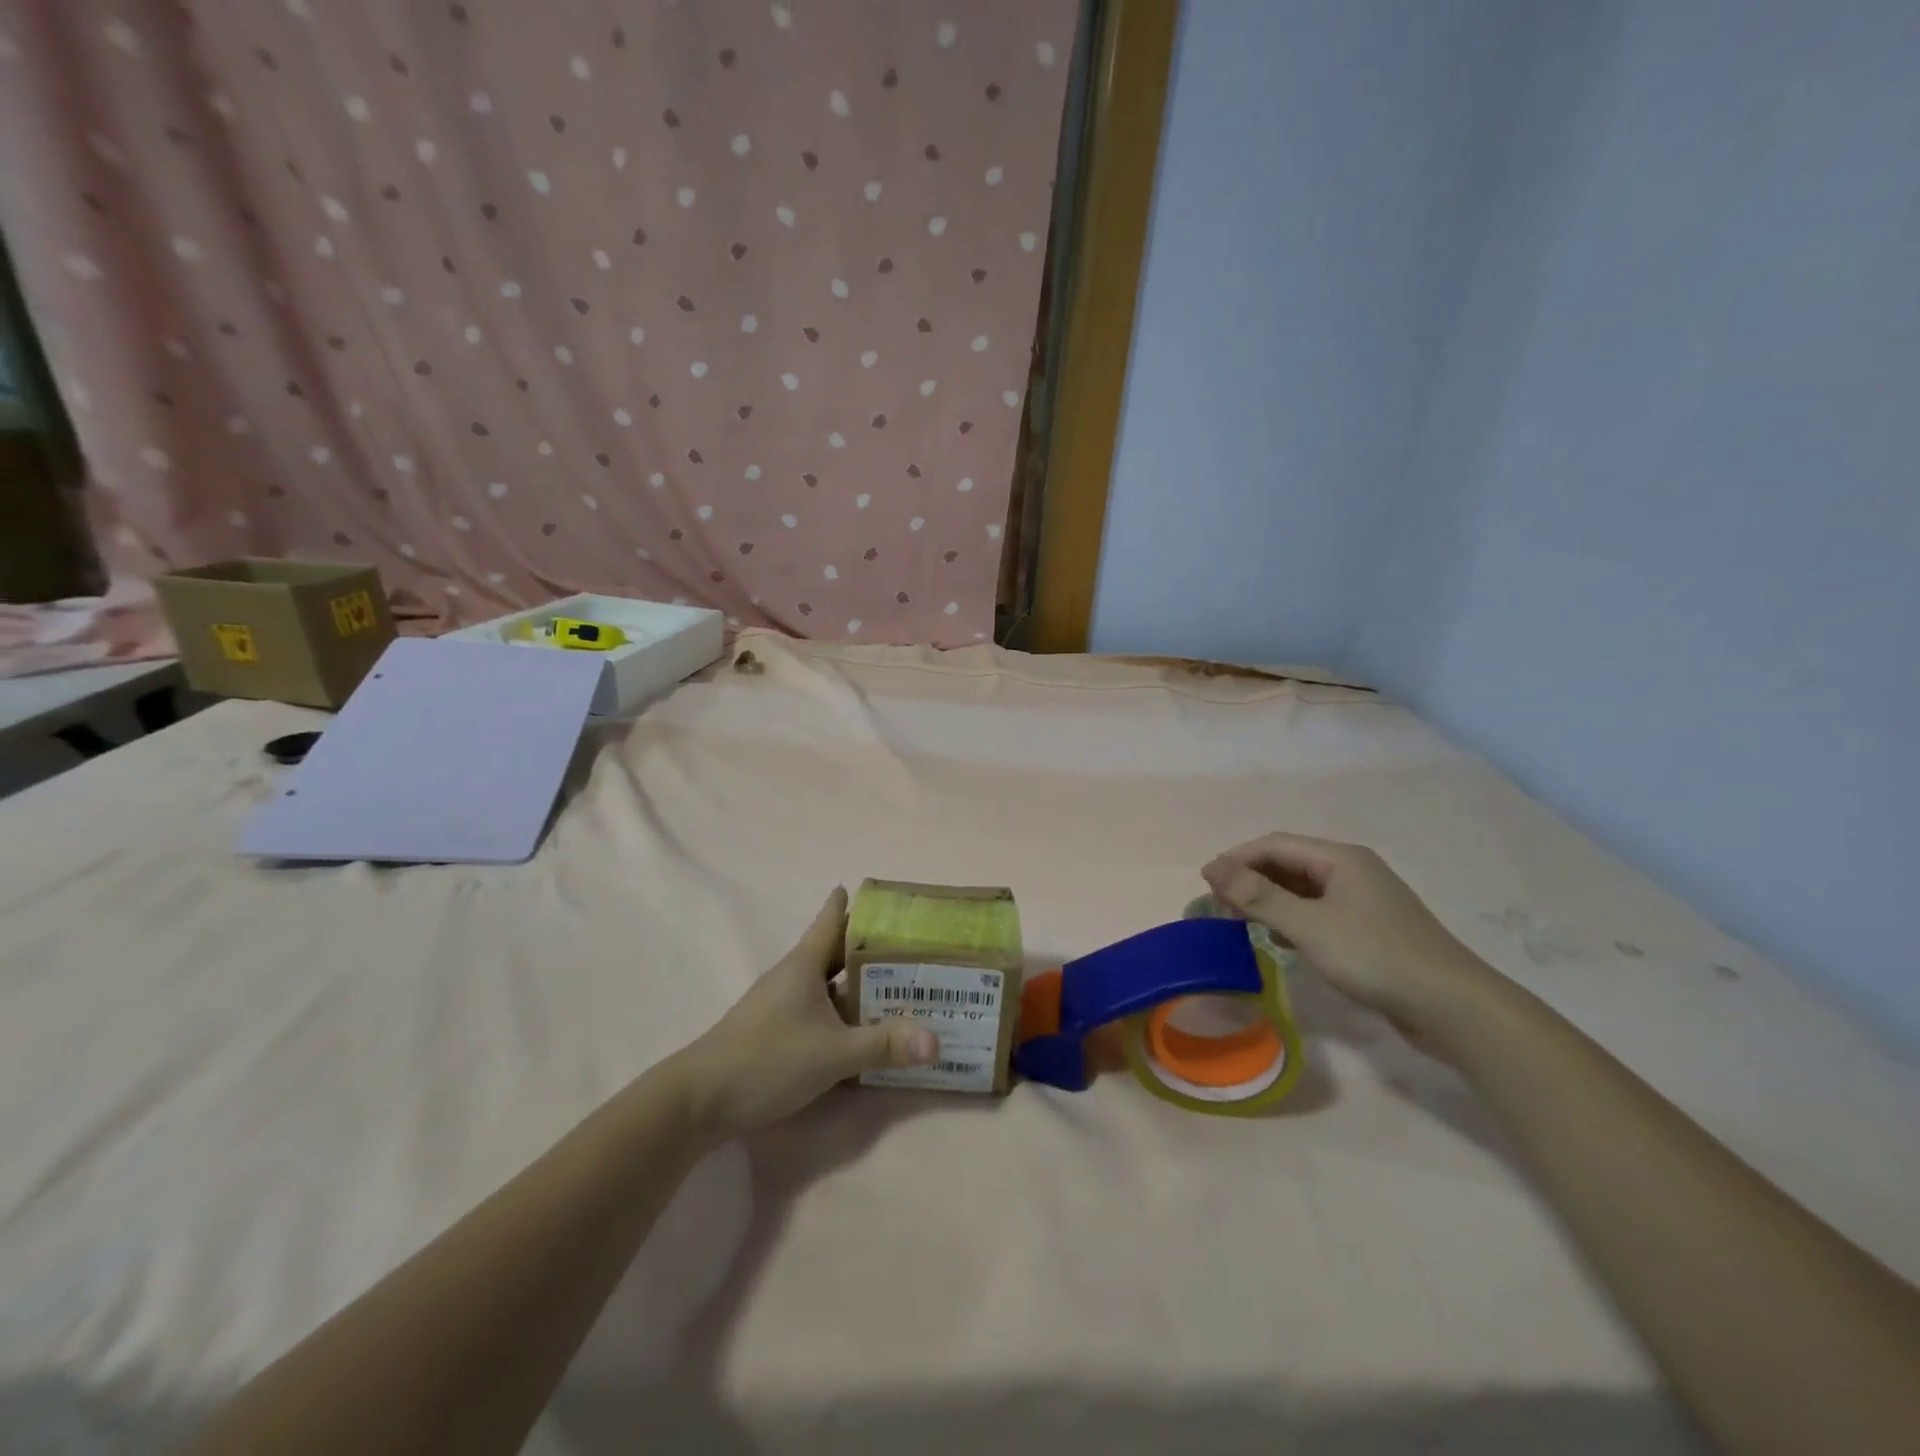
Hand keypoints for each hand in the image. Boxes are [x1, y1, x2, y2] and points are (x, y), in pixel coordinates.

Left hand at [672, 888, 938, 1142]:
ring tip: (898, 987)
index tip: (882, 892)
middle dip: (870, 948)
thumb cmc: (767, 1059)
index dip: (855, 902)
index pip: (832, 919)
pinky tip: (863, 1030)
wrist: (698, 1101)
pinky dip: (843, 1013)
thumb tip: (937, 1040)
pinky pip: (819, 1011)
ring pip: (829, 985)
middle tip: (912, 945)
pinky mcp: (776, 1032)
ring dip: (859, 985)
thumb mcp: (833, 1053)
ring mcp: (782, 1005)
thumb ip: (884, 1045)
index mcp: (804, 964)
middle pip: (836, 952)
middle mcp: (793, 976)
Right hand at [1202, 833, 1485, 1036]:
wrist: (1453, 1008)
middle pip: (1288, 864)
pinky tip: (1280, 940)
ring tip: (1240, 924)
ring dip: (1269, 901)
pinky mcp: (1370, 928)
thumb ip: (1258, 896)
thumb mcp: (1309, 926)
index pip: (1274, 844)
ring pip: (1302, 889)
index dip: (1236, 859)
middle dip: (1250, 881)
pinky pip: (1318, 911)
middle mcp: (1352, 870)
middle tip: (1218, 908)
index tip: (1205, 884)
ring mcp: (1364, 900)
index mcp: (1340, 858)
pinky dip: (1292, 919)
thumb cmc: (1375, 957)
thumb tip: (1211, 866)